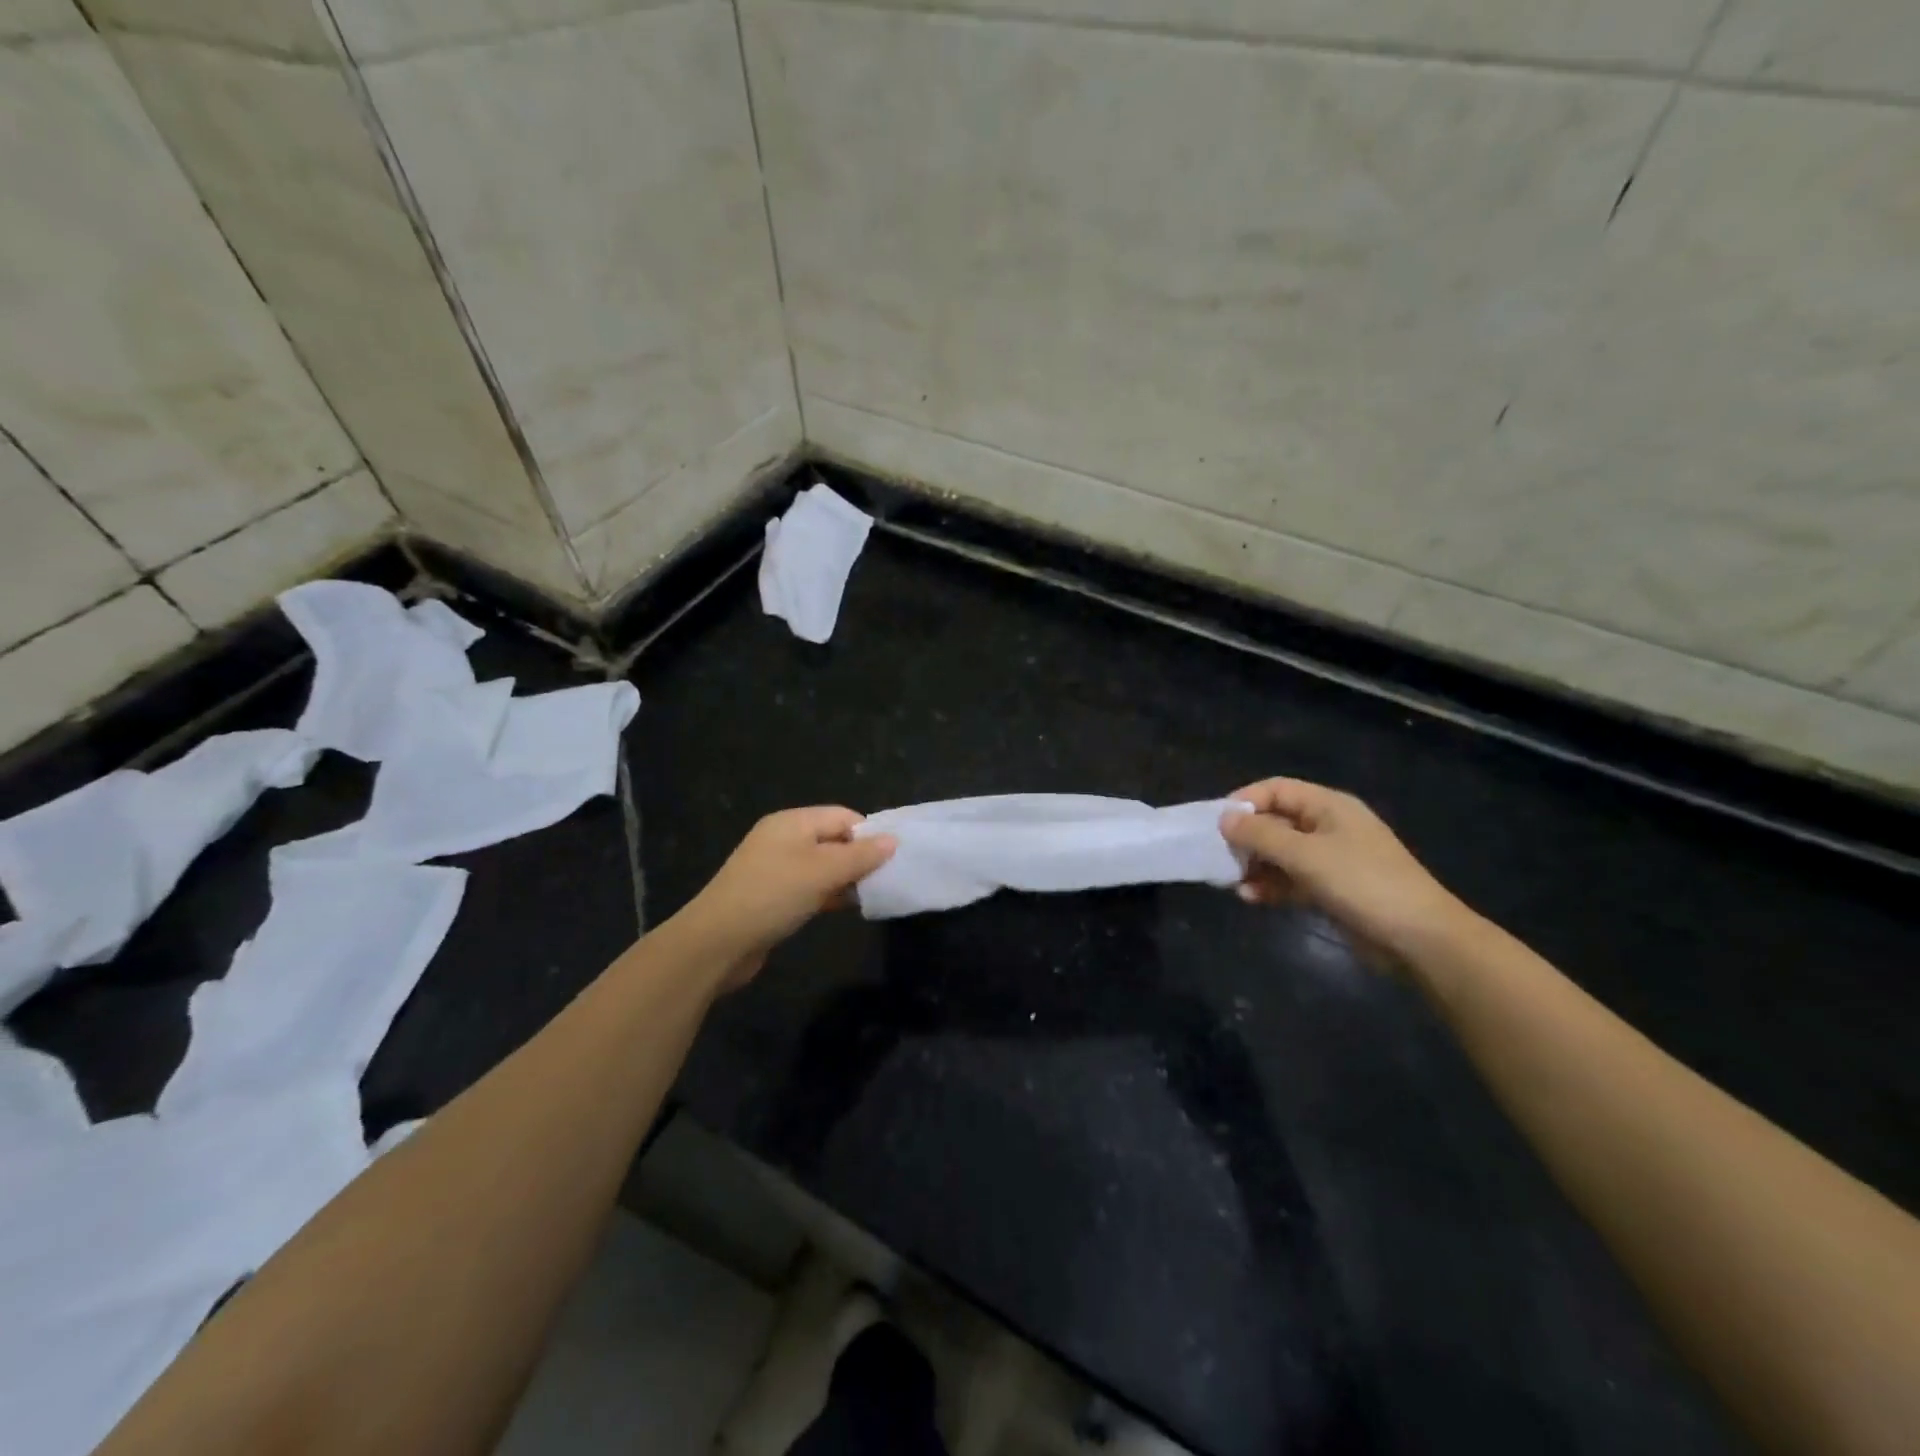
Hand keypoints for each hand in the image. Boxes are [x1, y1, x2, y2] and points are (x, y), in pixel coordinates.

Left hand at [676, 807, 896, 989]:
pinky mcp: (772, 896)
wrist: (716, 943)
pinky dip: (829, 894)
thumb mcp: (822, 872)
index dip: (869, 833)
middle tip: (886, 879)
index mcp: (792, 822)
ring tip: (872, 895)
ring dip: (846, 878)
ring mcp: (776, 868)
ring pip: (823, 865)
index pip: (842, 816)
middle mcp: (783, 839)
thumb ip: (860, 856)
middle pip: (833, 839)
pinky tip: (845, 908)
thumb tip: (892, 841)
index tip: (893, 858)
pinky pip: (809, 886)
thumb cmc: (773, 896)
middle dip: (860, 857)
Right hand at [1220, 778, 1469, 961]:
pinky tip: (1251, 898)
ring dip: (1255, 865)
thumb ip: (1261, 835)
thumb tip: (1224, 818)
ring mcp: (1331, 859)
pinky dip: (1271, 885)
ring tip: (1231, 882)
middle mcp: (1328, 827)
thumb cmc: (1362, 883)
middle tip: (1220, 857)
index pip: (1276, 789)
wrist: (1420, 939)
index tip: (1217, 824)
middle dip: (1246, 838)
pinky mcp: (1332, 889)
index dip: (1245, 801)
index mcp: (1329, 806)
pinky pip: (1292, 879)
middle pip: (1276, 821)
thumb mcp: (1306, 855)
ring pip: (1281, 853)